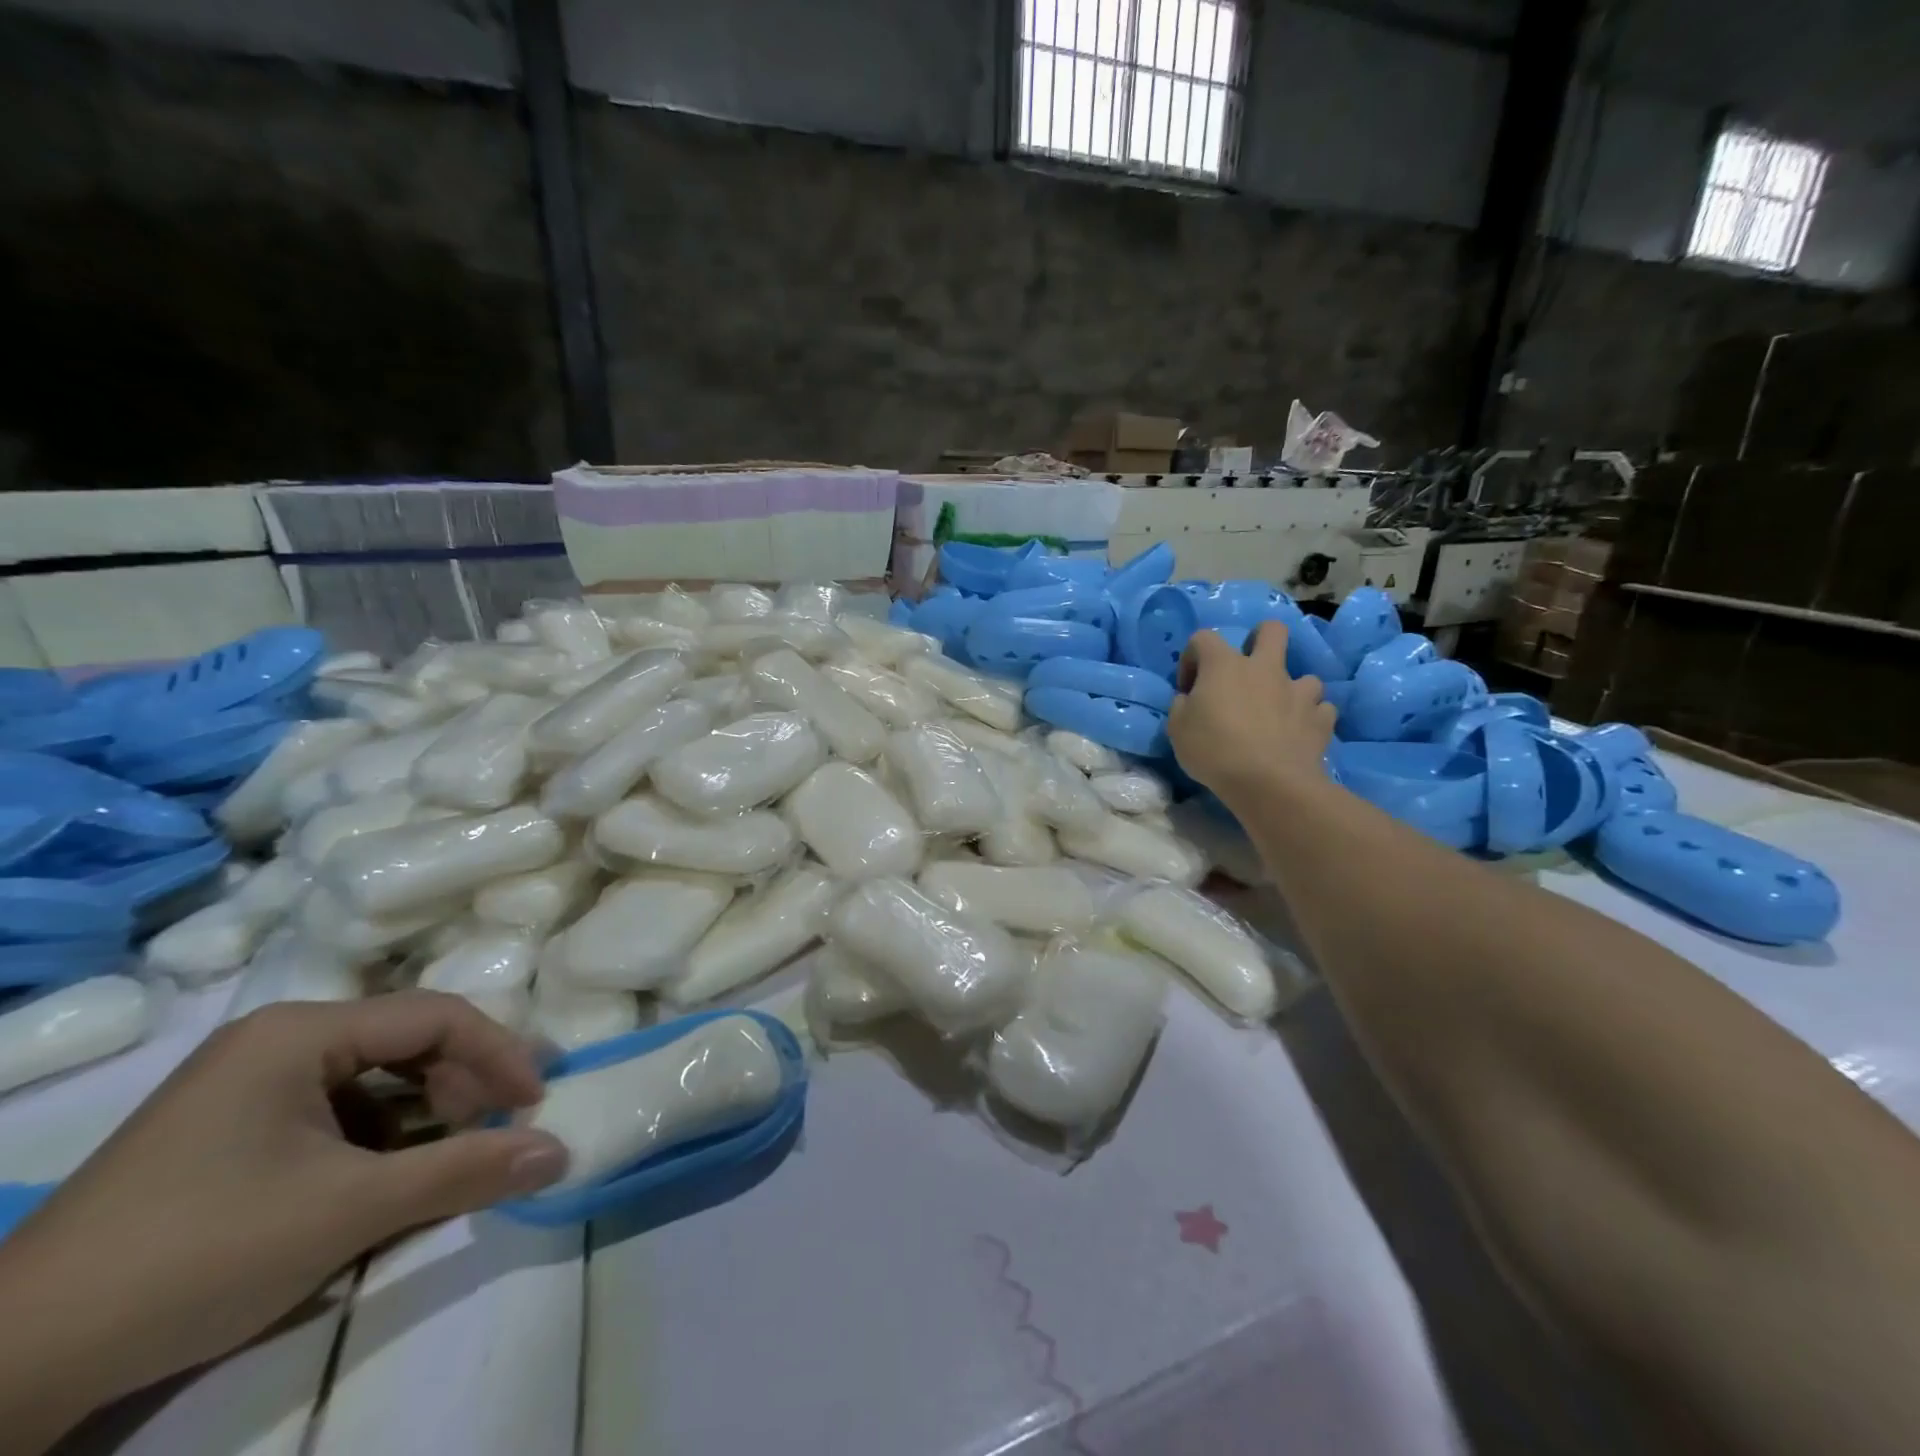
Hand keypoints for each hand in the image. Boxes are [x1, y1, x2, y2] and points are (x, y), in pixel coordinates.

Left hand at [0, 992, 566, 1443]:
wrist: (5, 1370)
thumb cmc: (197, 1255)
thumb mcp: (347, 1212)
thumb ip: (464, 1171)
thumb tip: (560, 1152)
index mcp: (302, 1031)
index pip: (435, 1016)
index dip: (499, 1053)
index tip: (537, 1102)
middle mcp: (278, 1038)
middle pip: (407, 1039)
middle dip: (461, 1084)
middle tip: (494, 1131)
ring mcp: (248, 1082)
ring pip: (374, 1075)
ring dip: (424, 1112)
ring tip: (446, 1157)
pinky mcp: (230, 1127)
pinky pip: (335, 1109)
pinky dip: (378, 1136)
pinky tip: (385, 1177)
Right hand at [1169, 623, 1334, 800]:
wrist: (1268, 782)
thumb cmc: (1214, 751)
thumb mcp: (1177, 729)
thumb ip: (1183, 706)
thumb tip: (1191, 699)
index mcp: (1224, 665)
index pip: (1204, 638)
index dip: (1192, 657)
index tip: (1188, 687)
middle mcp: (1265, 668)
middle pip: (1271, 630)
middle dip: (1260, 639)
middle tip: (1247, 668)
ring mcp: (1298, 691)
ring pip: (1304, 676)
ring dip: (1290, 690)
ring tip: (1279, 712)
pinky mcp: (1320, 719)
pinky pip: (1320, 709)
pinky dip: (1310, 717)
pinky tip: (1299, 732)